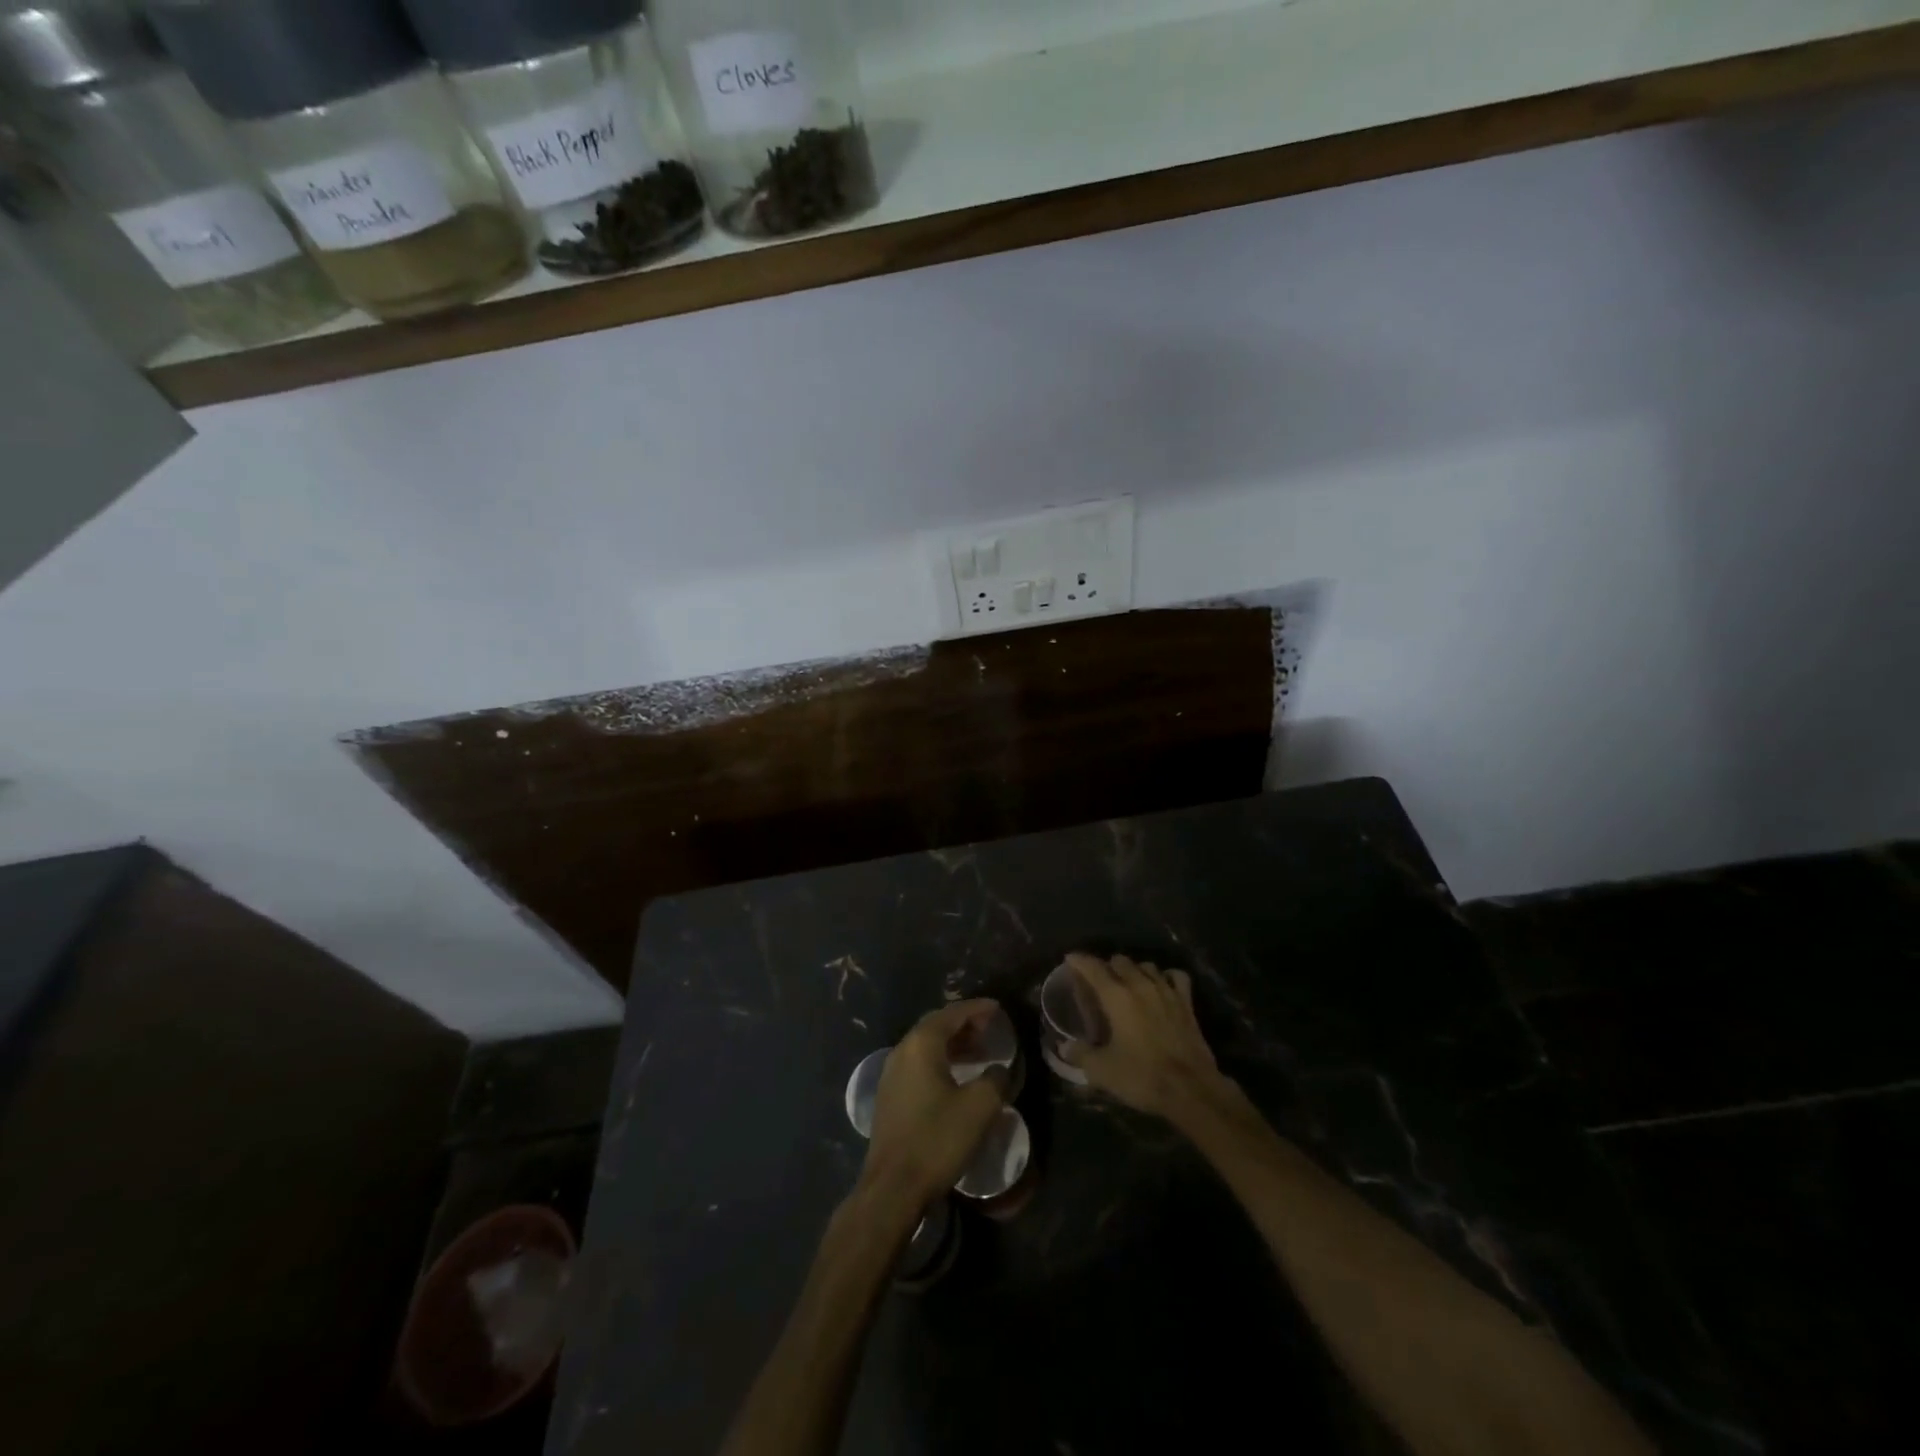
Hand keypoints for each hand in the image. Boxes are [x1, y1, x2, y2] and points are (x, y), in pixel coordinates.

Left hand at [862, 999, 1008, 1208]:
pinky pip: (919, 1064)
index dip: (977, 1008)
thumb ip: (995, 1079)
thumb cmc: (937, 1139)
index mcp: (922, 1044)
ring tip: (980, 1053)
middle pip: (936, 1026)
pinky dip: (941, 1061)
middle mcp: (903, 1051)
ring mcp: (892, 1074)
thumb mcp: (979, 1107)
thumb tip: (999, 1069)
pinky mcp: (890, 1096)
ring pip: (926, 1046)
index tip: (997, 1008)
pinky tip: (957, 1078)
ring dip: (953, 1044)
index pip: (952, 1014)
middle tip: (990, 1029)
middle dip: (964, 1024)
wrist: (893, 1187)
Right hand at [1060, 953, 1232, 1122]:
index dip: (1079, 960)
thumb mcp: (1102, 1070)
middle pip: (1120, 961)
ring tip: (1128, 982)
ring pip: (1146, 966)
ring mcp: (1166, 991)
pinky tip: (1162, 984)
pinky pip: (1176, 976)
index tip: (1070, 958)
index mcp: (1117, 996)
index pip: (1093, 967)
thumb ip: (1081, 1054)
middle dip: (1107, 966)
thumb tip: (1065, 1046)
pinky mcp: (1187, 1003)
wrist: (1191, 1090)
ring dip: (1134, 970)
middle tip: (1099, 980)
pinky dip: (1166, 976)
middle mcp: (1140, 985)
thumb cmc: (1142, 1076)